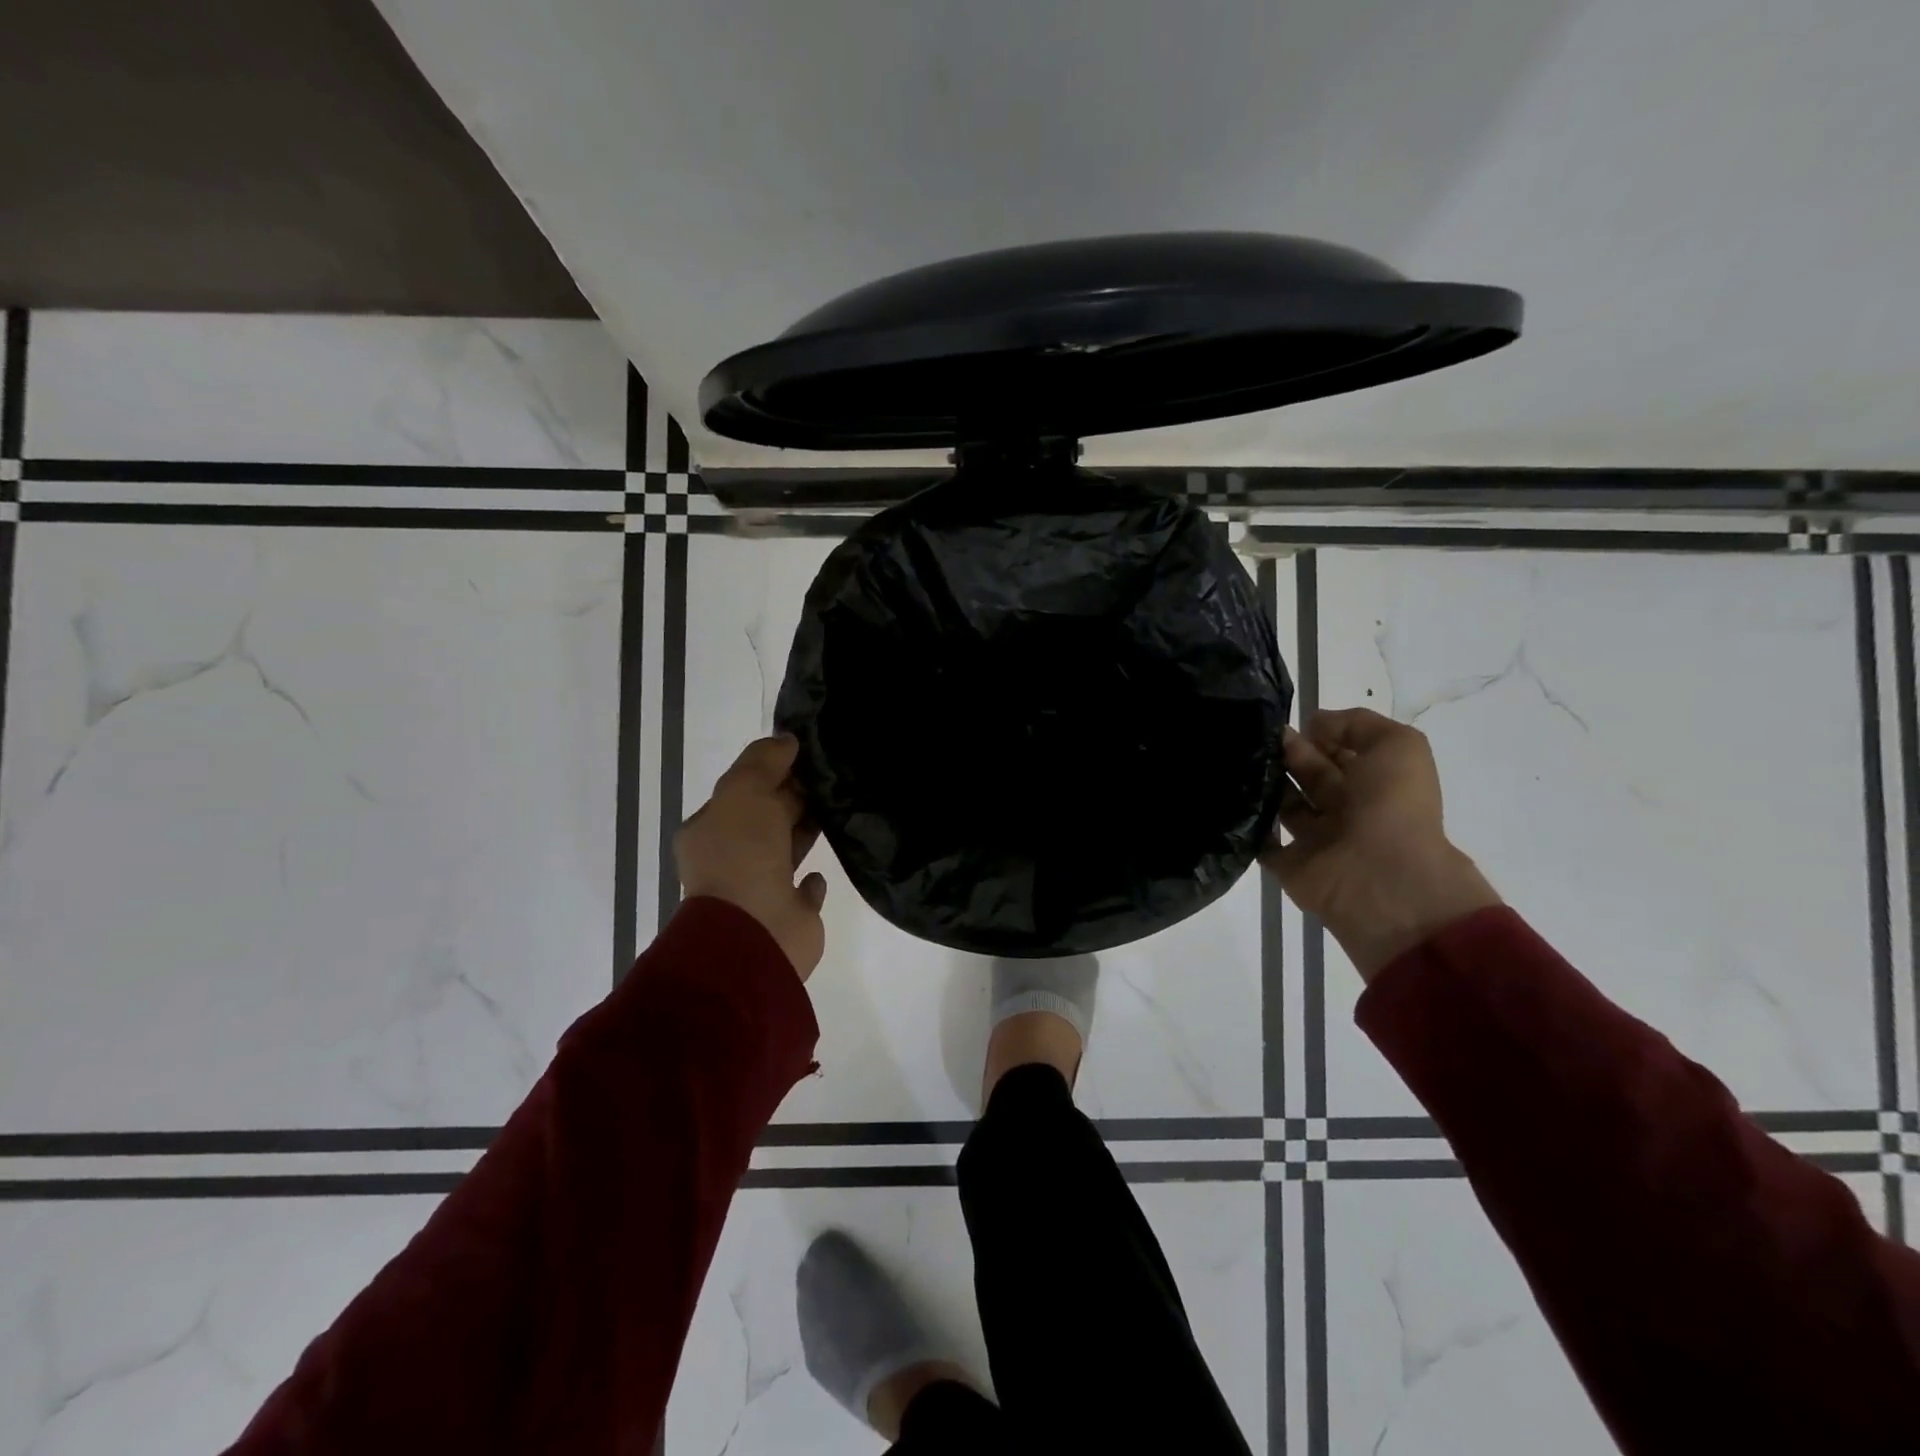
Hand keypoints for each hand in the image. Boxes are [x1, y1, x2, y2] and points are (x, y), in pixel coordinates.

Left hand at [676, 736, 828, 979]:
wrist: (755, 932)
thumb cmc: (742, 856)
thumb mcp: (744, 792)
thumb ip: (763, 762)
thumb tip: (786, 741)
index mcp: (709, 831)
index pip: (741, 791)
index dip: (771, 771)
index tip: (805, 754)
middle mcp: (729, 859)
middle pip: (764, 819)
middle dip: (791, 798)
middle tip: (830, 776)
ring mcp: (758, 890)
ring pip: (784, 850)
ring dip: (804, 831)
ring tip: (836, 809)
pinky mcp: (789, 915)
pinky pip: (802, 891)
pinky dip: (811, 880)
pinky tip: (821, 870)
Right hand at [1262, 708, 1499, 979]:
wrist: (1381, 879)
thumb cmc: (1392, 807)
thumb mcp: (1398, 745)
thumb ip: (1357, 724)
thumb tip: (1313, 725)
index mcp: (1374, 782)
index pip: (1339, 751)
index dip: (1316, 734)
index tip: (1287, 720)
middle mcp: (1345, 808)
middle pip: (1307, 773)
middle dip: (1284, 752)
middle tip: (1256, 737)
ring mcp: (1315, 839)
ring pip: (1281, 804)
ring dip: (1262, 783)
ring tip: (1237, 760)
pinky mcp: (1288, 864)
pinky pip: (1260, 841)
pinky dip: (1245, 824)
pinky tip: (1229, 797)